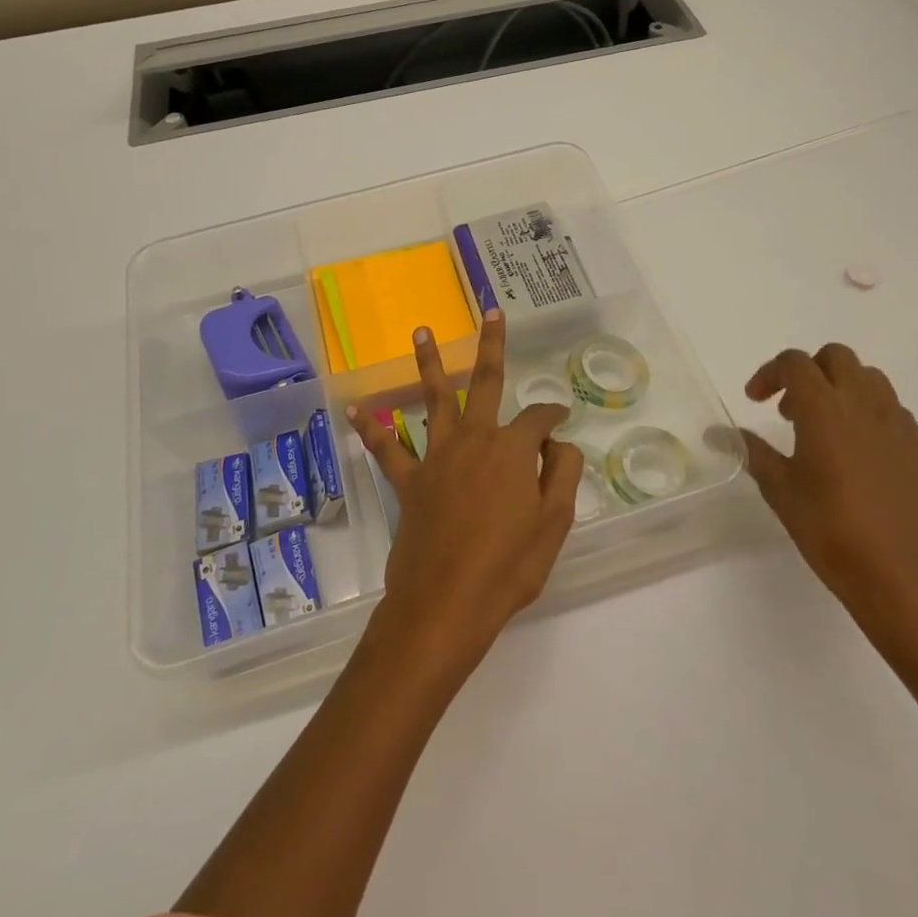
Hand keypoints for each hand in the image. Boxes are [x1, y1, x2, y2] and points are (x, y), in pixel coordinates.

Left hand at [347, 309, 583, 679]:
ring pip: (433, 399)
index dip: (554, 415)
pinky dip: (371, 429)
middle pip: (485, 381)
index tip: (562, 419)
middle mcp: (474, 440)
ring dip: (429, 363)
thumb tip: (560, 445)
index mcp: (512, 449)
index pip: (539, 418)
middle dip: (491, 345)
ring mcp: (437, 457)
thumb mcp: (554, 524)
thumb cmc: (508, 567)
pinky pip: (388, 450)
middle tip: (491, 312)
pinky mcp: (409, 481)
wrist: (445, 604)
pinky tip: (355, 410)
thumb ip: (561, 476)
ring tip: (421, 331)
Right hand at [740, 343, 917, 633]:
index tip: (755, 401)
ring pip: (869, 378)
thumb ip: (750, 451)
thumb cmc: (830, 529)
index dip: (770, 373)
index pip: (795, 363)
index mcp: (824, 408)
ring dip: (841, 387)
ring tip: (823, 427)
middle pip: (836, 357)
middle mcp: (864, 404)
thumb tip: (716, 432)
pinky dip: (868, 414)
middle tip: (789, 409)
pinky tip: (857, 453)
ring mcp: (897, 424)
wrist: (901, 576)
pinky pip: (891, 411)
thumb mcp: (779, 489)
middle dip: (808, 371)